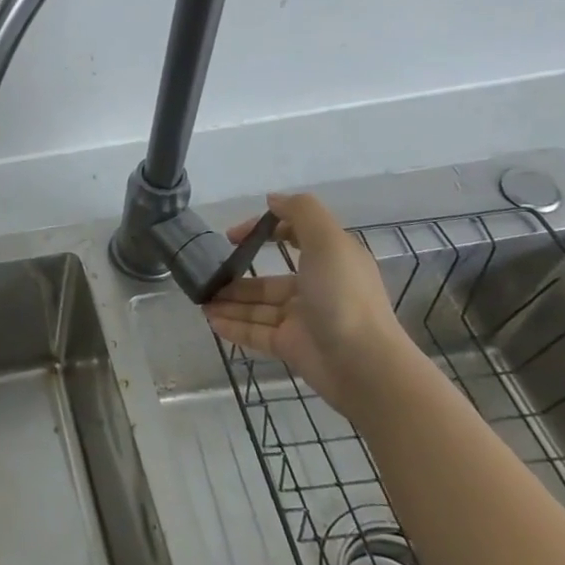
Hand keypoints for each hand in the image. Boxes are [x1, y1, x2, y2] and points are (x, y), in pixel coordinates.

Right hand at [203, 192, 421, 418]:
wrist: (364, 365)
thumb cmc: (343, 297)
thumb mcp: (328, 242)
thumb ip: (301, 212)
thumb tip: (272, 199)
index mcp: (330, 261)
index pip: (293, 238)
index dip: (263, 231)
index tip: (232, 236)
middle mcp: (316, 288)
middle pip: (269, 280)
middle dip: (237, 277)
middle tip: (207, 277)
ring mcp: (303, 320)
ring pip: (258, 307)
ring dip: (229, 303)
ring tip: (200, 301)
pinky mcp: (292, 347)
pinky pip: (256, 333)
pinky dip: (233, 327)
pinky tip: (210, 321)